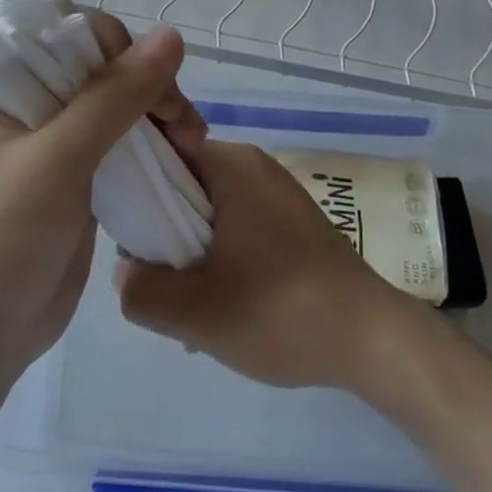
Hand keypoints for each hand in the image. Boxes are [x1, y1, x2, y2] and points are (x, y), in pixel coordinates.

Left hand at [0, 13, 204, 378]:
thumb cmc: (2, 239)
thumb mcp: (59, 159)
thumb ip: (115, 96)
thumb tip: (173, 35)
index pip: (68, 33)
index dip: (118, 49)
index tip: (153, 87)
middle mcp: (24, 102)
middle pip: (101, 66)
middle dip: (149, 86)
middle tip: (184, 126)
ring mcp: (51, 139)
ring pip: (118, 101)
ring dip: (159, 113)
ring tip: (191, 143)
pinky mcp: (75, 173)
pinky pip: (122, 138)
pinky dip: (153, 142)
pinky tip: (180, 155)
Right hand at [115, 140, 416, 392]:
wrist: (371, 337)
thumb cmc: (280, 311)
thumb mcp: (195, 313)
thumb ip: (140, 291)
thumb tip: (126, 270)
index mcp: (230, 164)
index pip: (160, 153)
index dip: (131, 189)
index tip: (120, 233)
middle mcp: (253, 165)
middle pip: (183, 185)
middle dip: (162, 232)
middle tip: (154, 280)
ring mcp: (276, 192)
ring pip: (209, 211)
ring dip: (190, 252)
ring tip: (188, 305)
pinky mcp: (293, 221)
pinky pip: (237, 226)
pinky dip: (220, 257)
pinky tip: (222, 305)